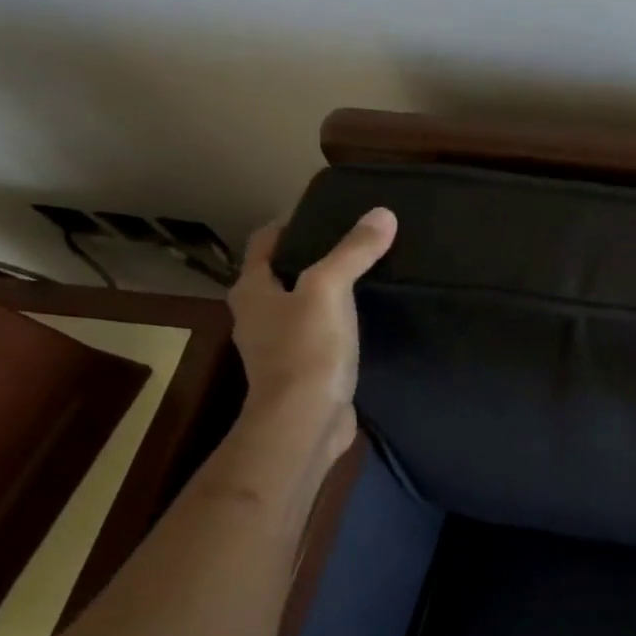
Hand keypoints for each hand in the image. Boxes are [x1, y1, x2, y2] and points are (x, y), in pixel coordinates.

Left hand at [226, 206, 396, 452]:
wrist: (305, 422)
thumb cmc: (307, 349)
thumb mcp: (330, 290)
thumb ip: (353, 251)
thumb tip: (383, 213)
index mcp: (252, 290)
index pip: (265, 242)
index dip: (290, 224)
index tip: (324, 213)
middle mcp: (257, 317)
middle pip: (281, 275)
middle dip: (310, 258)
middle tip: (351, 243)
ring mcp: (278, 348)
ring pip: (300, 307)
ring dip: (324, 293)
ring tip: (363, 278)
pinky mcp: (302, 373)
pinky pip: (318, 336)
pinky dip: (336, 324)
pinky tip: (363, 322)